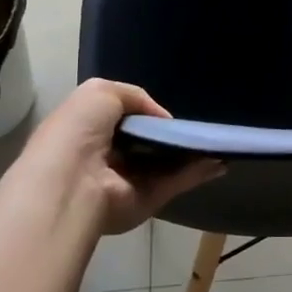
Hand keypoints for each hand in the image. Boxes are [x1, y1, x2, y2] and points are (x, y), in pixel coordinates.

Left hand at [18, 80, 222, 233]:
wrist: (72, 181)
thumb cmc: (78, 131)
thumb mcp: (100, 92)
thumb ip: (135, 97)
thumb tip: (162, 119)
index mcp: (89, 132)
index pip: (121, 120)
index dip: (144, 114)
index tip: (166, 112)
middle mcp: (109, 157)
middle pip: (148, 143)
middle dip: (171, 134)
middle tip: (198, 126)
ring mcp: (130, 180)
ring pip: (167, 163)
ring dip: (191, 152)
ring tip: (217, 141)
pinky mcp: (148, 199)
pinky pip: (177, 180)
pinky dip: (198, 171)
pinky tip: (219, 160)